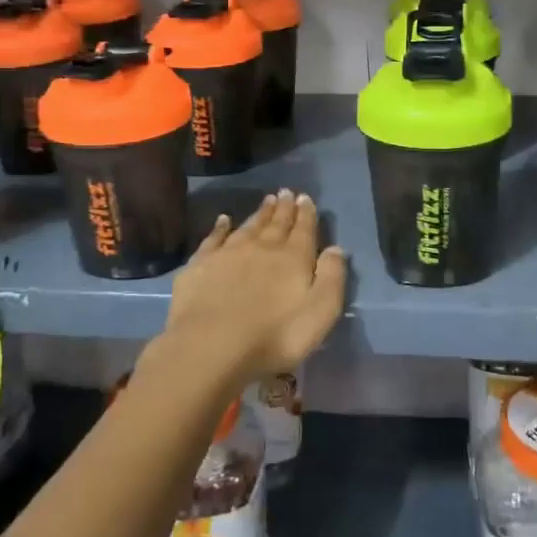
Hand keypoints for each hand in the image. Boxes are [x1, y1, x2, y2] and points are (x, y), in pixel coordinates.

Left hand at [154, 190, 347, 391]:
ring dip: (260, 213)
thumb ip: (331, 278)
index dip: (306, 213)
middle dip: (284, 208)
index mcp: (293, 258)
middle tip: (287, 192)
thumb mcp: (319, 313)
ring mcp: (228, 253)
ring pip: (249, 226)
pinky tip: (223, 220)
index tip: (305, 198)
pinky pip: (214, 238)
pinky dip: (220, 227)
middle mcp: (262, 247)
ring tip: (267, 200)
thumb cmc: (274, 336)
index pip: (304, 229)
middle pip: (276, 223)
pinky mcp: (201, 264)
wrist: (210, 345)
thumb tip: (336, 248)